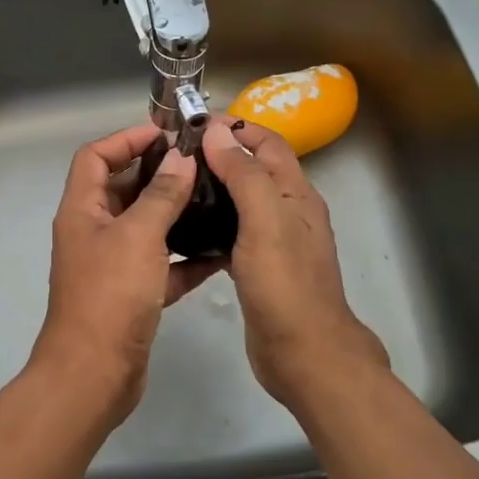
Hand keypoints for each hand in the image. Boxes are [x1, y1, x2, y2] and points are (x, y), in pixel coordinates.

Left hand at [32, 125, 221, 417]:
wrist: (94, 375)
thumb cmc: (110, 296)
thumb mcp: (138, 237)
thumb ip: (161, 195)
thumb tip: (180, 158)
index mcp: (82, 210)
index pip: (95, 157)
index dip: (126, 139)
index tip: (166, 134)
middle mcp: (93, 232)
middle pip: (122, 189)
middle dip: (157, 173)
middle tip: (200, 164)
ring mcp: (112, 265)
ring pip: (144, 227)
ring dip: (174, 213)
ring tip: (214, 199)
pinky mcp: (132, 295)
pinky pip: (160, 265)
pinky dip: (184, 258)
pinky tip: (218, 252)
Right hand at [201, 120, 387, 406]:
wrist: (303, 355)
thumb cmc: (285, 285)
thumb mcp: (266, 221)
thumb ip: (243, 175)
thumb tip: (216, 132)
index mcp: (297, 194)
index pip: (267, 143)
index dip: (235, 127)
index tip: (193, 123)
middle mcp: (288, 212)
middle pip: (254, 169)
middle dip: (219, 154)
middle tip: (174, 154)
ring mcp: (274, 241)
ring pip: (241, 201)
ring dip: (214, 187)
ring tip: (175, 184)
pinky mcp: (258, 267)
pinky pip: (233, 232)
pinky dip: (212, 222)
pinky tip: (185, 228)